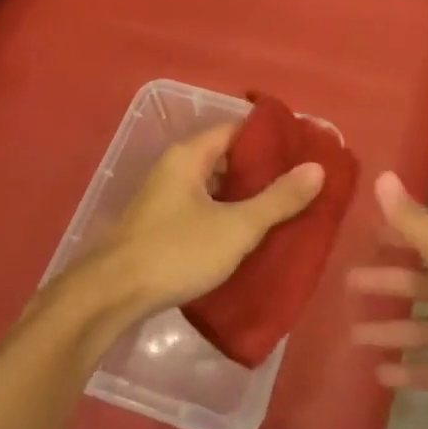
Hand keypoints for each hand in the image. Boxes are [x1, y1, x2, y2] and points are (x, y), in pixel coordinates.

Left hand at [82, 123, 324, 317]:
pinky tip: (248, 237)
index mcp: (189, 156)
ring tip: (282, 211)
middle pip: (225, 159)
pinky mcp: (159, 227)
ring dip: (244, 198)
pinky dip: (225, 217)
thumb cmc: (175, 252)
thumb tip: (317, 168)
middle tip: (299, 186)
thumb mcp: (236, 227)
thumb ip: (278, 199)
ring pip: (214, 188)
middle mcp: (174, 169)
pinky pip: (201, 211)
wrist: (109, 297)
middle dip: (262, 172)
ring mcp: (163, 199)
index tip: (303, 153)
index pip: (237, 131)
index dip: (271, 140)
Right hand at [349, 172, 427, 428]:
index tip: (362, 241)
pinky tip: (378, 375)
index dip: (395, 240)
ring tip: (352, 335)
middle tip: (345, 286)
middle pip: (419, 287)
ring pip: (421, 329)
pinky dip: (408, 371)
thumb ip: (416, 225)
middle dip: (385, 285)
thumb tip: (382, 175)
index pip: (424, 244)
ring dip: (389, 331)